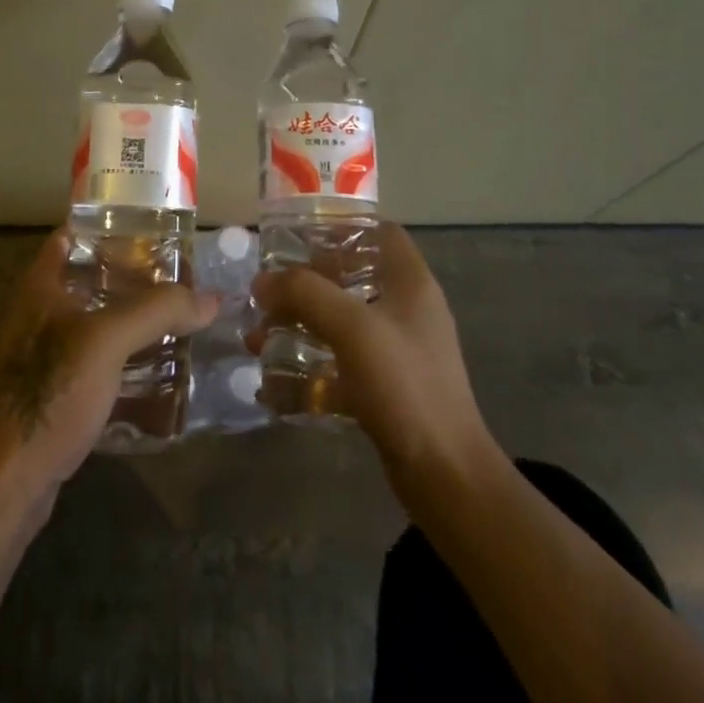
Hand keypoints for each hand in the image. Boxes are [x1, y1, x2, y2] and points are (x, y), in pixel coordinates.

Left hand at [0, 228, 220, 497]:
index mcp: (41, 286)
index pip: (72, 235)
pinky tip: (157, 366)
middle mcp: (39, 312)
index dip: (109, 226)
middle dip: (133, 275)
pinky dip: (125, 355)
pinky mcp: (56, 390)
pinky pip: (97, 359)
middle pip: (90, 278)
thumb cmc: (50, 392)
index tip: (152, 227)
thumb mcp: (107, 341)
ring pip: (96, 321)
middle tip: (178, 275)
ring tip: (177, 316)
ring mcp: (45, 354)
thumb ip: (158, 311)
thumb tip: (211, 297)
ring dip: (132, 318)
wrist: (9, 479)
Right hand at [248, 223, 492, 498]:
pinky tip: (275, 382)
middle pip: (351, 276)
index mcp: (410, 282)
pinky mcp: (386, 386)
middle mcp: (406, 309)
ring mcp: (397, 350)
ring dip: (300, 326)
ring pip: (341, 321)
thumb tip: (262, 282)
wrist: (444, 474)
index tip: (296, 237)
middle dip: (305, 283)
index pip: (379, 232)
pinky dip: (310, 366)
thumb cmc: (405, 386)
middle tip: (266, 292)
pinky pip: (341, 362)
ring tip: (259, 338)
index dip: (341, 227)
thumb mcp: (353, 328)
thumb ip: (305, 294)